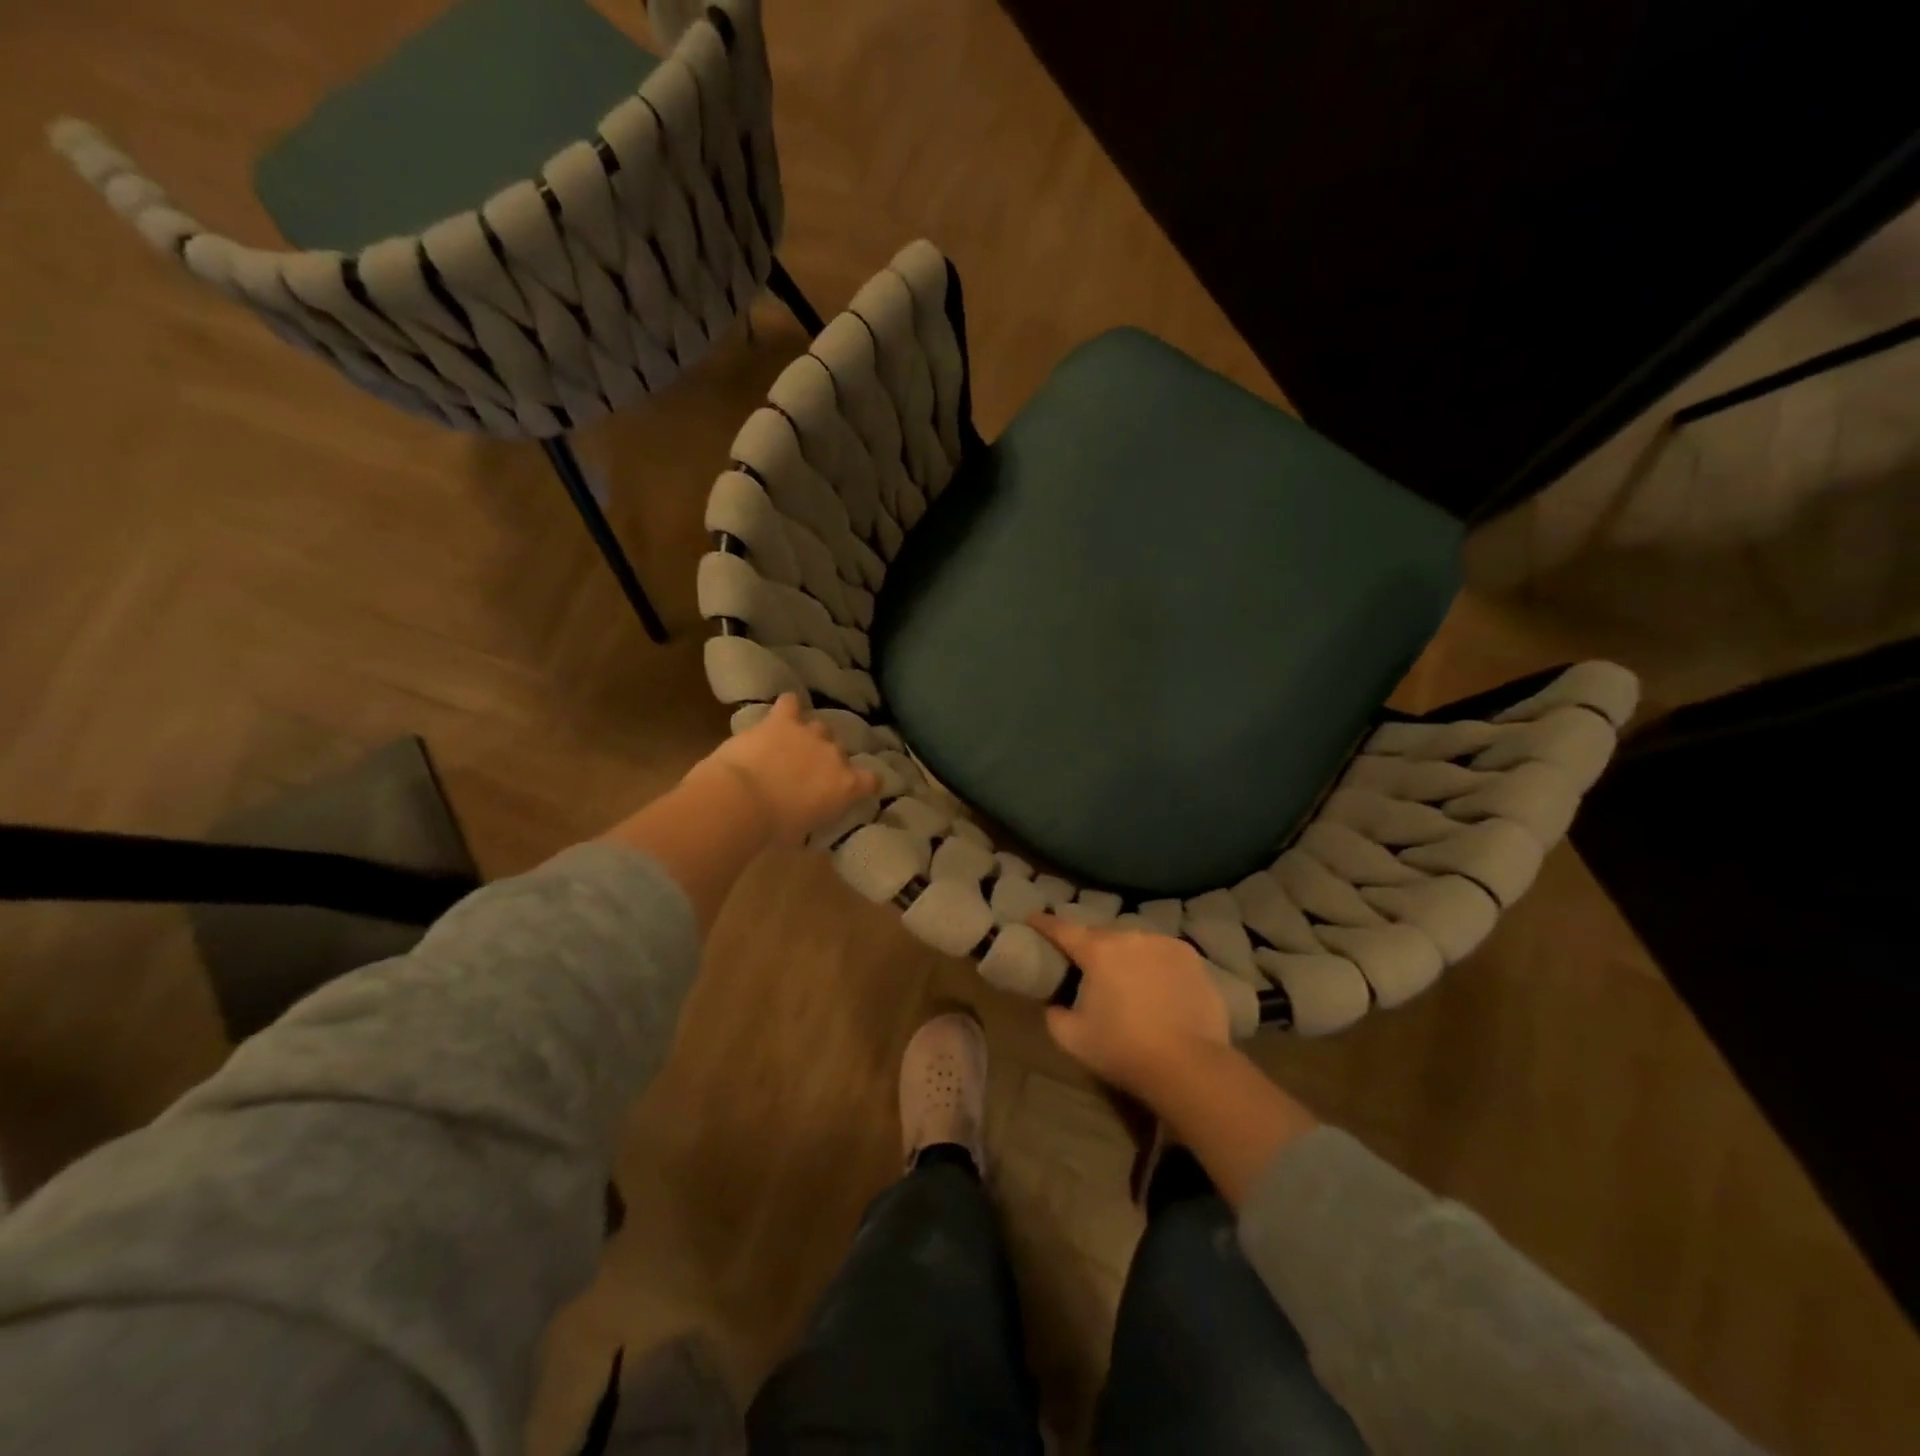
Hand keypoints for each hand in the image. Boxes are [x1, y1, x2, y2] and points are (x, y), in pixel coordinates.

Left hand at [693, 694, 879, 845]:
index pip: (872, 780)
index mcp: (846, 786)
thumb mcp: (803, 831)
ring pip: (819, 727)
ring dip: (808, 737)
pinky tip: (781, 714)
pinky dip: (788, 707)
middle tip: (806, 776)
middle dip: (826, 762)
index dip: (865, 783)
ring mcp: (810, 734)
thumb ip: (815, 815)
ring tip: (790, 748)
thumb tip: (808, 813)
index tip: (856, 788)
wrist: (741, 801)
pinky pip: (791, 703)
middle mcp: (835, 755)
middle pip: (839, 753)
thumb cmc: (772, 828)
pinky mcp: (782, 720)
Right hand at [1031, 915, 1231, 1103]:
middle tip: (1086, 966)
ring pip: (1135, 943)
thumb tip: (1056, 1004)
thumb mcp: (1072, 1038)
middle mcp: (1131, 937)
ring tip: (1126, 980)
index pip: (1063, 929)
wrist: (1190, 1066)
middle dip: (1090, 946)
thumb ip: (1055, 1014)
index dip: (1044, 923)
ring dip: (1126, 955)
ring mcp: (1166, 944)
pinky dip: (1155, 965)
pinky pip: (1163, 955)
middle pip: (1102, 935)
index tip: (1032, 918)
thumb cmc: (1123, 1049)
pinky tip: (1158, 988)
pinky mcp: (1192, 959)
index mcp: (1098, 950)